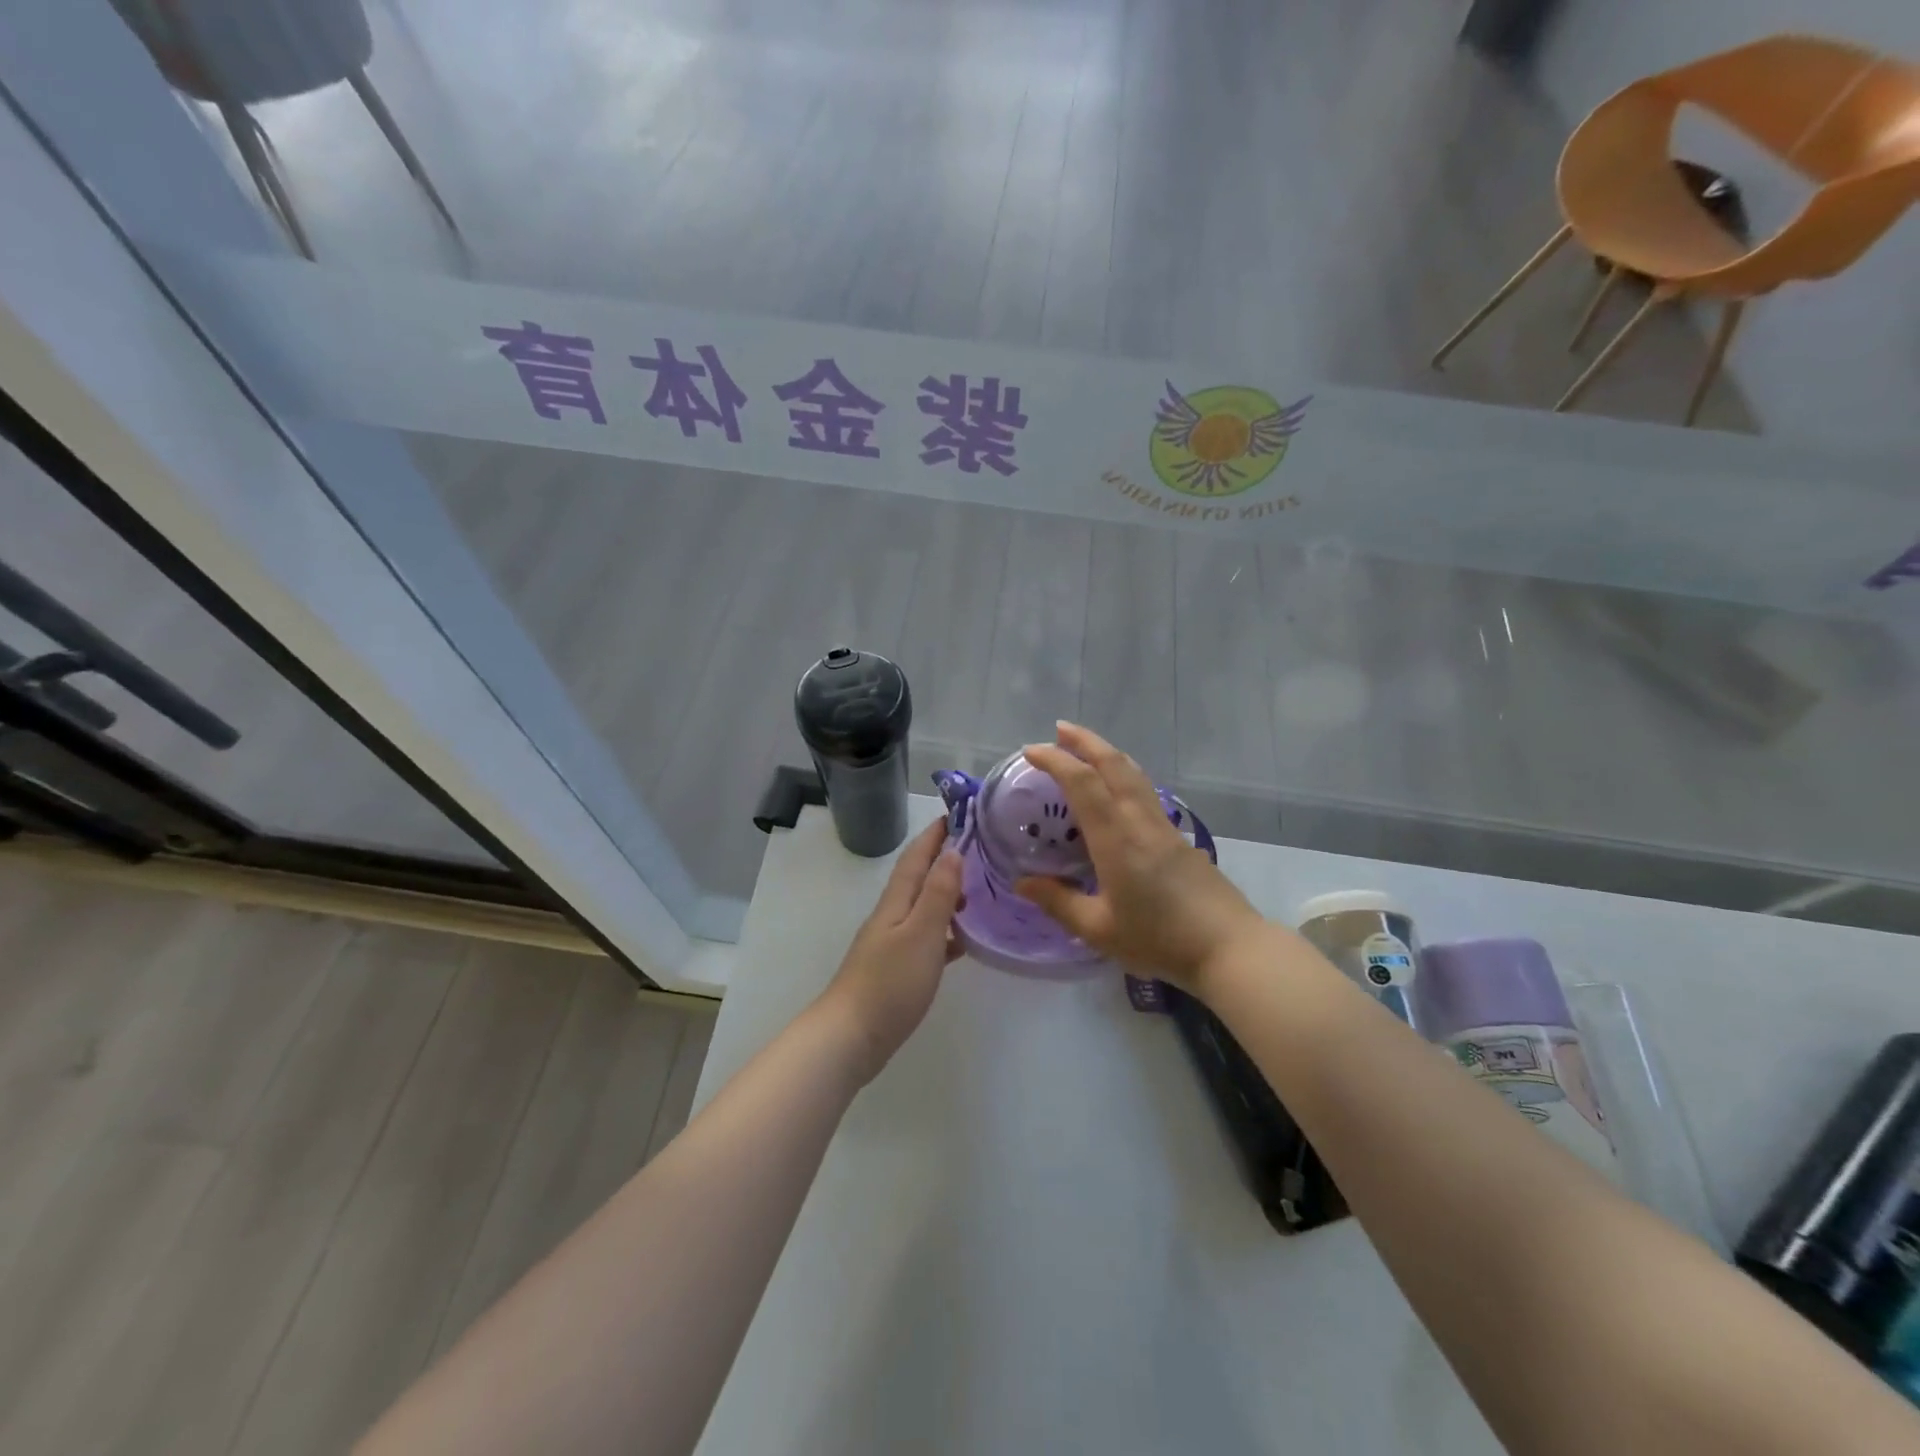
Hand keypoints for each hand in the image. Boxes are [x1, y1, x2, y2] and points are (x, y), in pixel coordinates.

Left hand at [816, 817, 964, 1081]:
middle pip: (919, 878)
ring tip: (978, 891)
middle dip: (944, 859)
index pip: (917, 856)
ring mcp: (891, 943)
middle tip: (979, 848)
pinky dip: (945, 933)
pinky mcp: (896, 970)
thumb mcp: (921, 933)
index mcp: (896, 902)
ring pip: (923, 908)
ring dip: (947, 894)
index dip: (935, 834)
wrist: (850, 1037)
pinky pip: (926, 939)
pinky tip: (962, 944)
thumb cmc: (890, 982)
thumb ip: (938, 893)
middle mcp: (892, 916)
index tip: (958, 811)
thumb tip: (953, 851)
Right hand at [1015, 723, 1267, 994]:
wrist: (1229, 948)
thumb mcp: (1099, 929)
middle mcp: (1140, 821)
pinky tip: (1117, 789)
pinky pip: (1145, 791)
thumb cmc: (1159, 940)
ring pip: (1134, 773)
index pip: (1082, 783)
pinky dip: (1123, 775)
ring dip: (1106, 753)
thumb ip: (1058, 902)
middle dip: (1084, 741)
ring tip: (1085, 749)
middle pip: (1113, 764)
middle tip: (1059, 729)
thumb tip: (1022, 882)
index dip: (1055, 760)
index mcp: (1116, 839)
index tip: (1031, 751)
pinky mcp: (1179, 837)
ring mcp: (1164, 826)